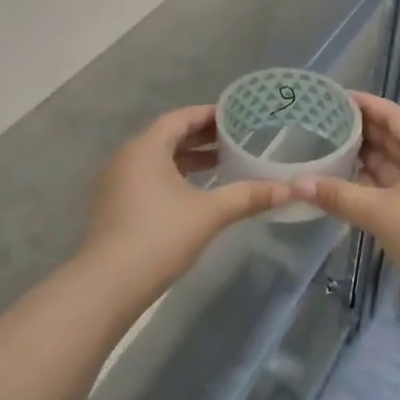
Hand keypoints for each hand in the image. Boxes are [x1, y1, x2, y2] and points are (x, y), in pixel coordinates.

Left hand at [82, 106, 288, 299]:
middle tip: (235, 139)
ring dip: (187, 159)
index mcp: (146, 148)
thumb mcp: (210, 214)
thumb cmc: (160, 236)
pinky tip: (194, 194)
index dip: (208, 115)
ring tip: (221, 164)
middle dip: (201, 138)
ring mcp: (116, 183)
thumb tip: (290, 190)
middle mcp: (127, 158)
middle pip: (167, 137)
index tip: (236, 117)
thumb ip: (248, 197)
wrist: (109, 284)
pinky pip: (148, 178)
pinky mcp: (114, 206)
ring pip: (157, 160)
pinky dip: (173, 177)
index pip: (180, 118)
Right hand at [289, 92, 399, 294]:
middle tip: (324, 124)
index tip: (337, 98)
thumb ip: (339, 195)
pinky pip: (396, 186)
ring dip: (366, 158)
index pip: (394, 115)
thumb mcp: (380, 212)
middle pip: (394, 137)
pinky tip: (347, 186)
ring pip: (394, 164)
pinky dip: (373, 183)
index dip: (367, 104)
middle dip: (362, 130)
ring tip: (329, 150)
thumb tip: (297, 184)